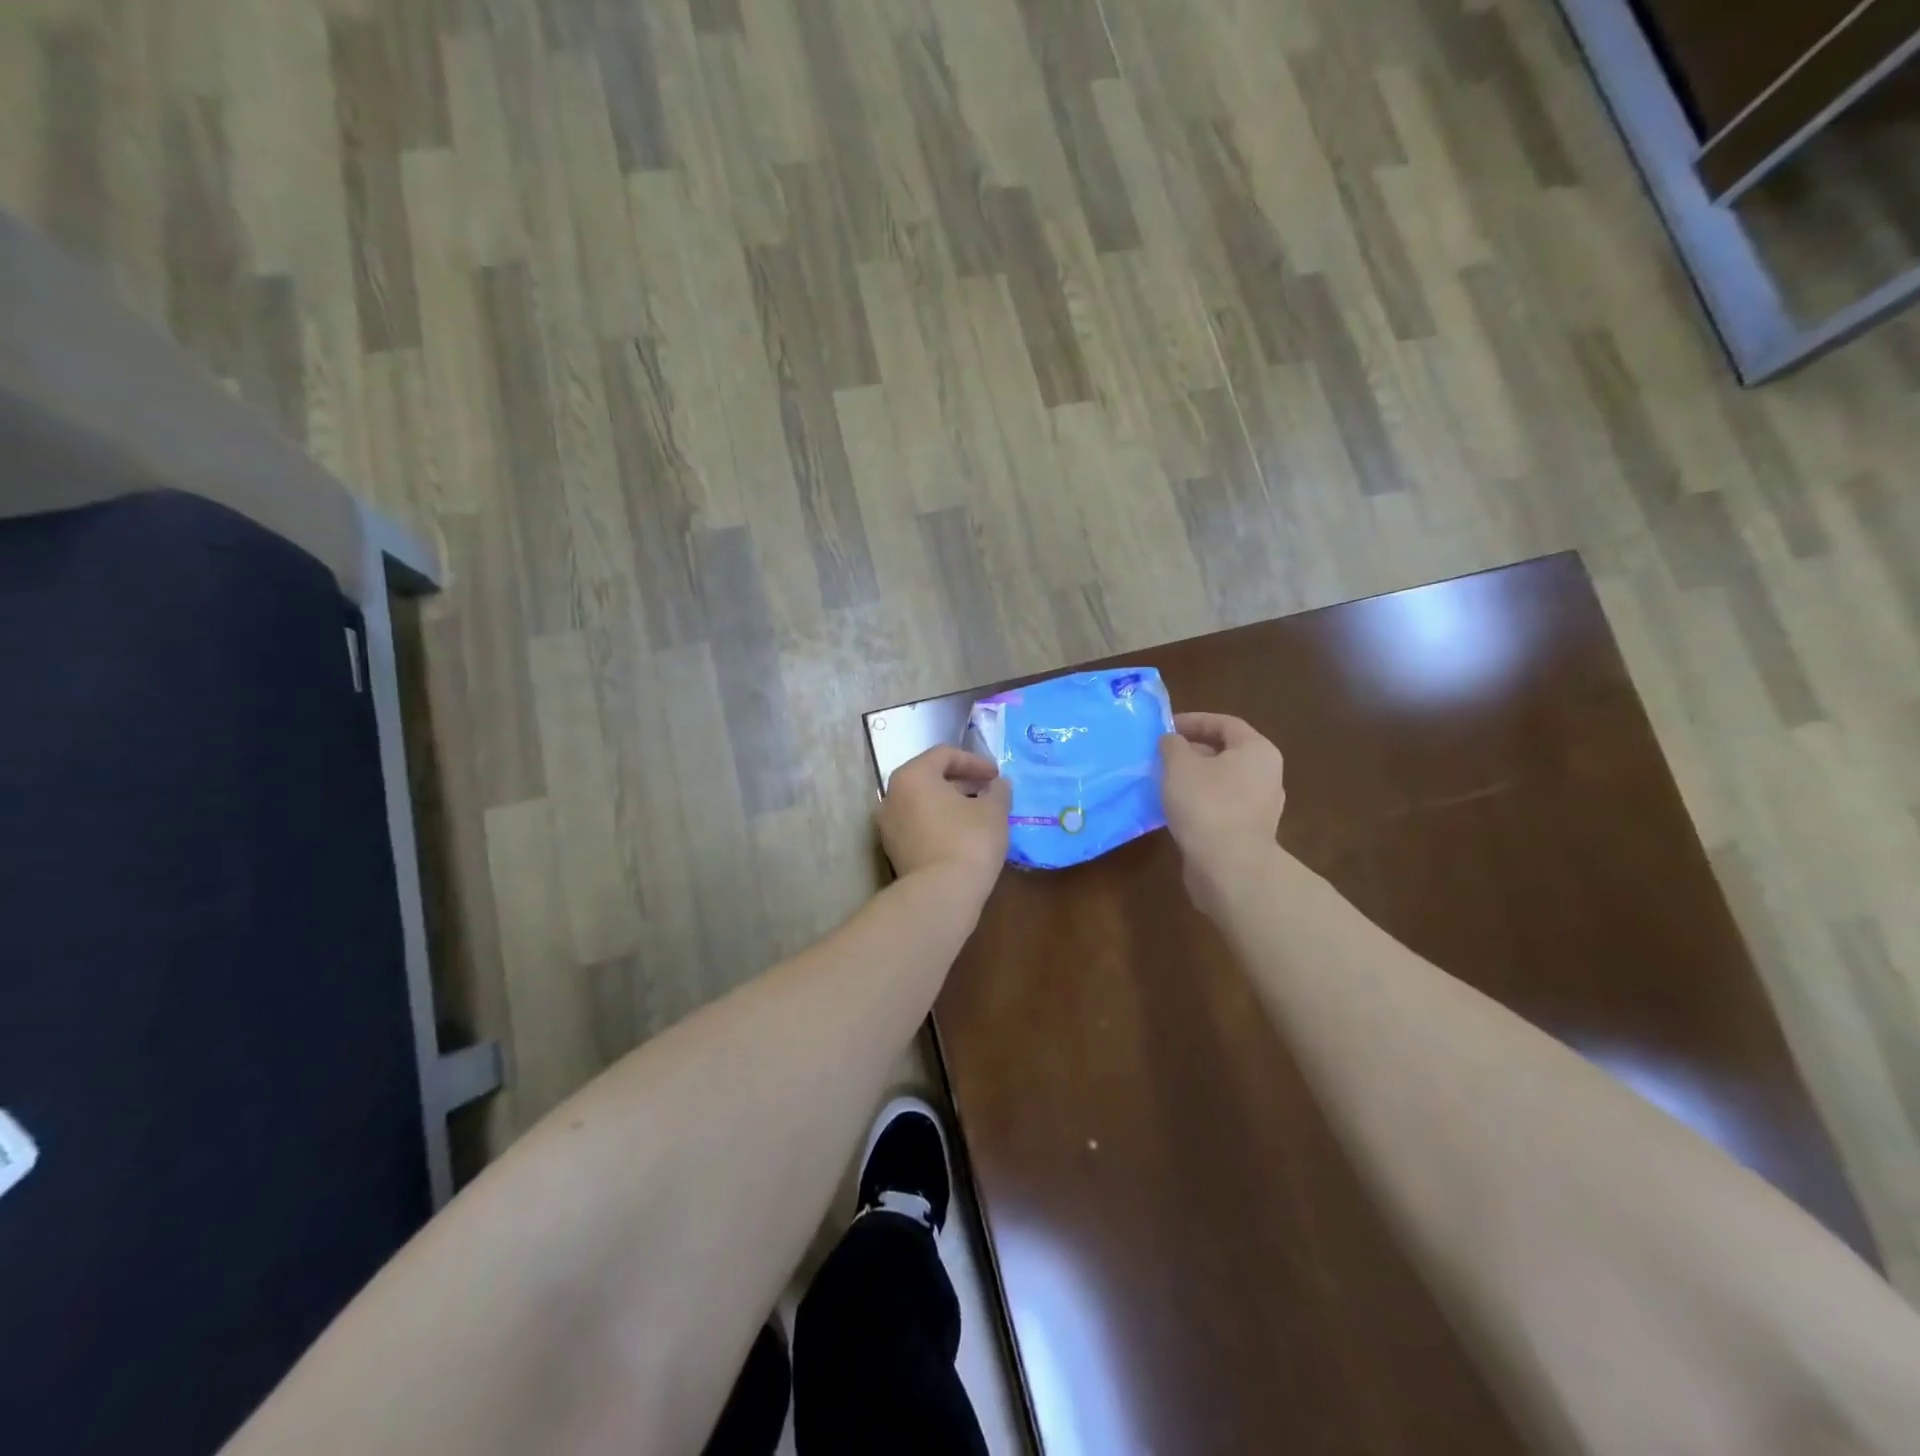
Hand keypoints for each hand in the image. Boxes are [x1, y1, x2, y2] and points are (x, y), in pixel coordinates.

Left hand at [878, 746, 1010, 900]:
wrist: (941, 894)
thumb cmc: (968, 841)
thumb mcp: (994, 810)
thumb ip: (998, 790)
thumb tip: (998, 785)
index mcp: (913, 775)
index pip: (945, 755)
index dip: (975, 761)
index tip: (997, 776)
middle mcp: (892, 795)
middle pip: (930, 777)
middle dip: (962, 782)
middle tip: (989, 792)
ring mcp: (888, 825)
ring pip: (923, 803)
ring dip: (951, 803)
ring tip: (979, 814)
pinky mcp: (893, 850)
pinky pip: (919, 825)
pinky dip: (940, 823)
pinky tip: (963, 835)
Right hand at [1159, 713, 1284, 891]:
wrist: (1230, 867)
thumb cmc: (1206, 804)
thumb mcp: (1179, 765)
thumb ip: (1173, 745)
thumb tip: (1172, 741)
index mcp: (1257, 750)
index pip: (1224, 723)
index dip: (1193, 721)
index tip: (1165, 728)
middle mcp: (1266, 775)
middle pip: (1225, 752)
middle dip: (1191, 751)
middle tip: (1160, 756)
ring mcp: (1260, 807)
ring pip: (1221, 781)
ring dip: (1193, 779)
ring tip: (1163, 782)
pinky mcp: (1248, 832)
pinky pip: (1221, 807)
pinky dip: (1199, 802)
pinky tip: (1175, 810)